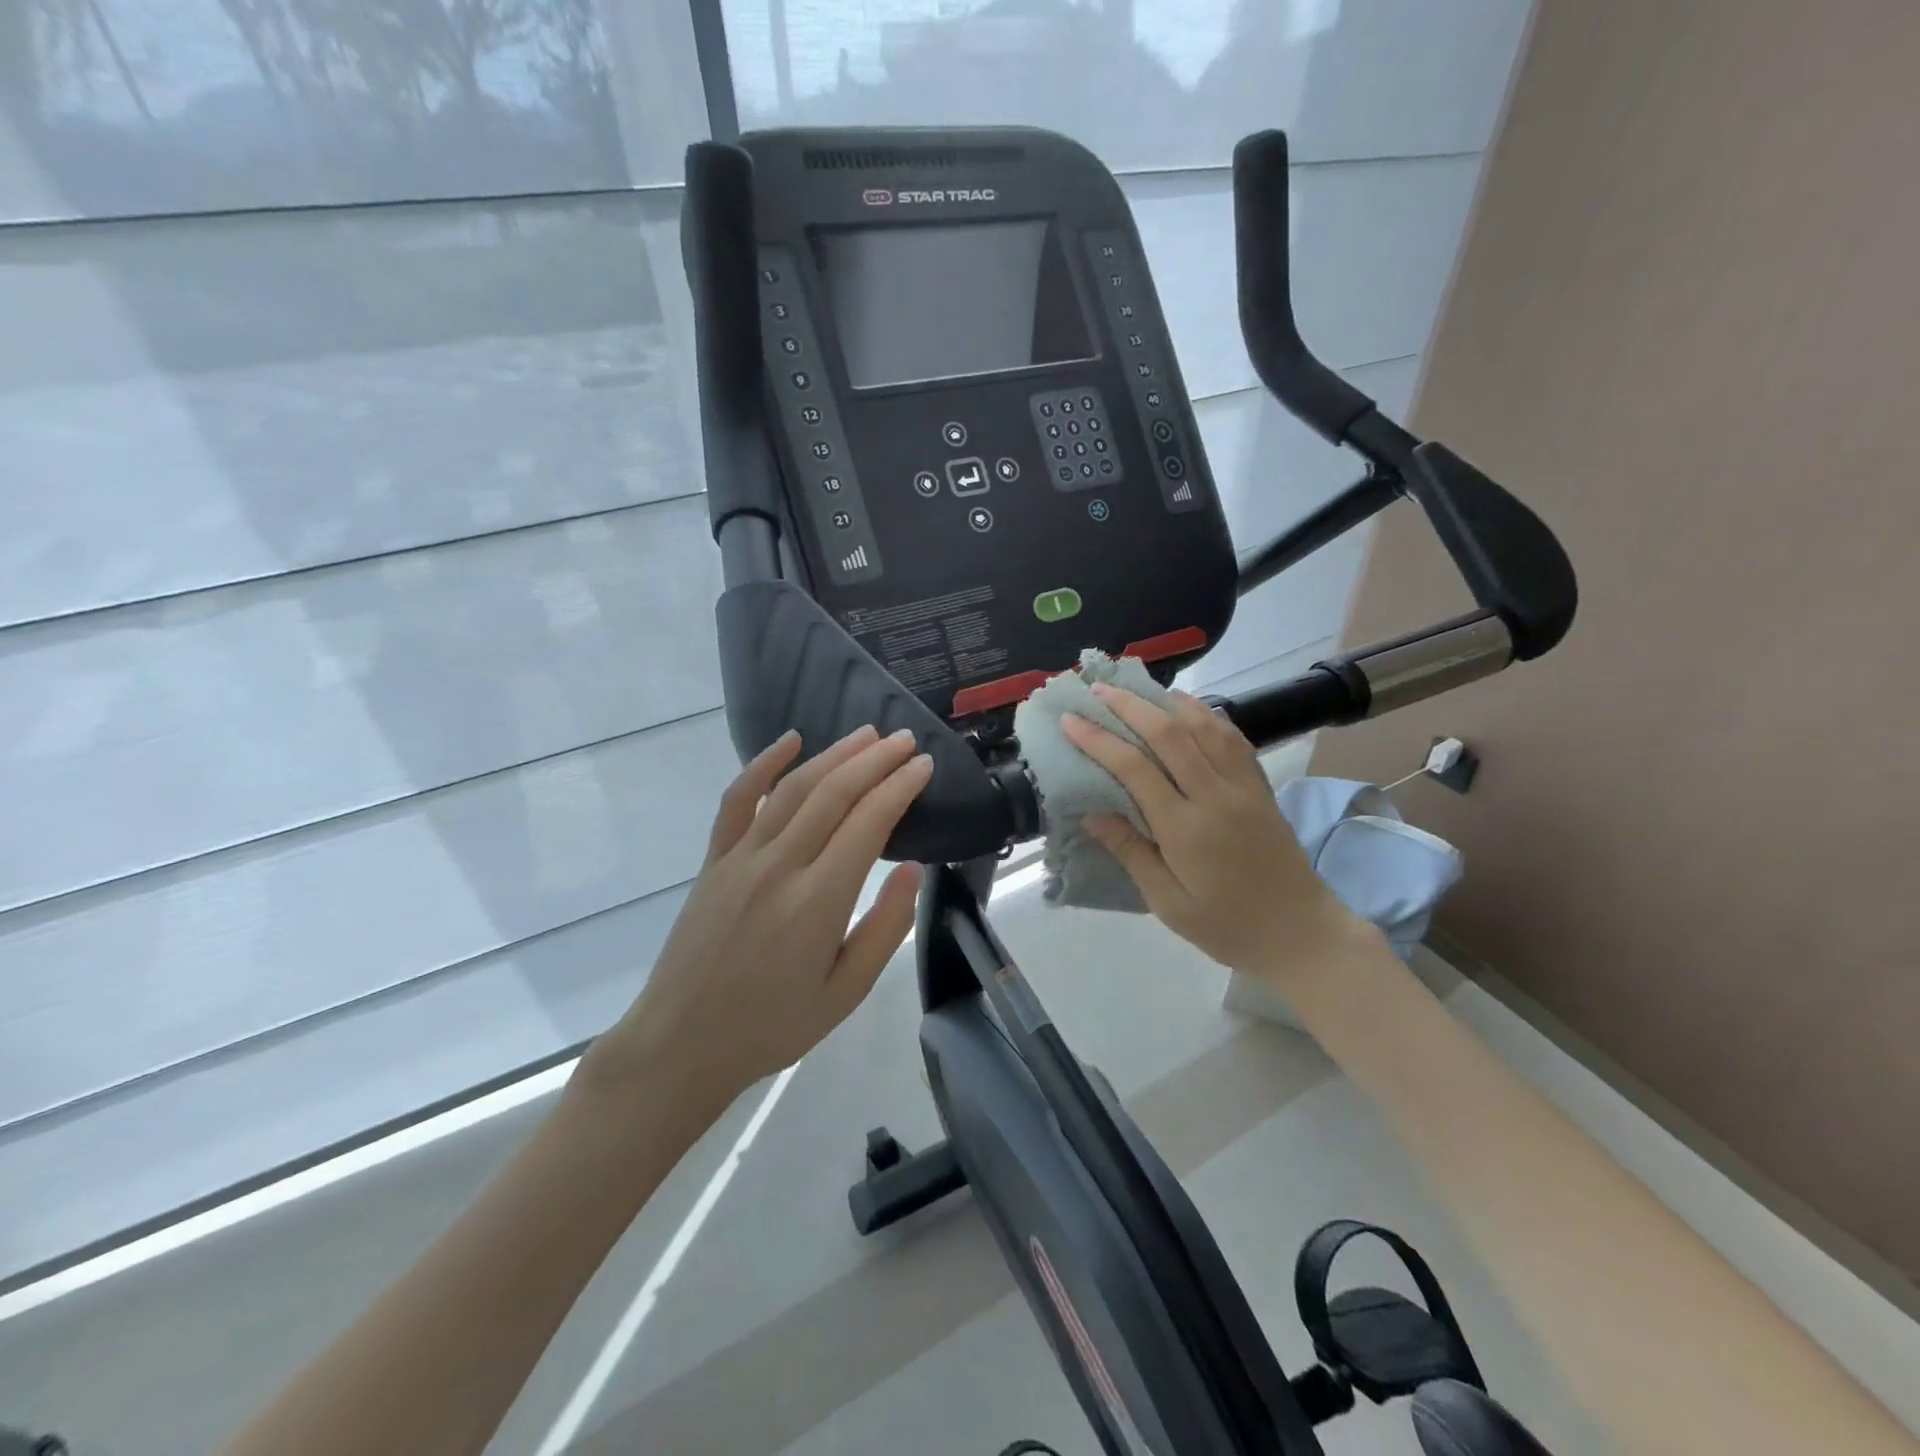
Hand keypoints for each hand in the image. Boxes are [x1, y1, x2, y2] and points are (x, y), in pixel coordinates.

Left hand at [588, 726, 931, 1103]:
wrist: (682, 1042)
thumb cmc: (773, 1025)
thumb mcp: (845, 993)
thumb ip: (885, 928)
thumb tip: (912, 869)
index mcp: (818, 901)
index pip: (868, 822)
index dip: (900, 787)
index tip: (924, 765)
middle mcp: (780, 866)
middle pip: (834, 793)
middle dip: (875, 760)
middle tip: (905, 740)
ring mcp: (741, 857)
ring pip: (793, 788)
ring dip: (833, 755)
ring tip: (867, 736)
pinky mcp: (714, 859)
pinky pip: (738, 800)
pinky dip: (763, 764)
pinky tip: (790, 741)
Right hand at [1061, 686, 1369, 983]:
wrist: (1301, 932)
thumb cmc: (1226, 926)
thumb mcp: (1168, 902)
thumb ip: (1130, 852)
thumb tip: (1090, 813)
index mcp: (1185, 828)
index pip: (1133, 768)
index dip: (1097, 739)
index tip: (1069, 720)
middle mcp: (1215, 795)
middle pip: (1168, 733)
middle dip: (1128, 706)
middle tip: (1097, 689)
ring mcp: (1243, 786)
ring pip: (1202, 725)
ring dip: (1166, 701)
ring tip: (1137, 689)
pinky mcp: (1260, 785)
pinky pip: (1231, 737)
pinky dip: (1206, 714)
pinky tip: (1188, 706)